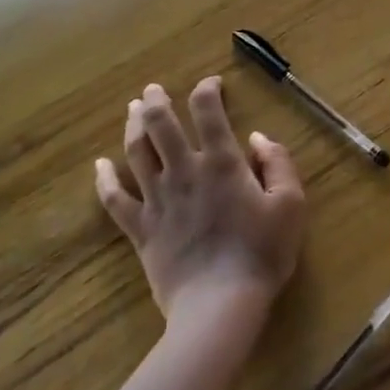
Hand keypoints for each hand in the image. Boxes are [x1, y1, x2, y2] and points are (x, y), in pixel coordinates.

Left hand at [94, 77, 306, 324]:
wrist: (220, 305)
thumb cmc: (261, 253)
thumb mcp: (290, 204)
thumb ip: (278, 163)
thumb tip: (257, 138)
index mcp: (222, 163)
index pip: (208, 112)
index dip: (207, 90)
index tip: (211, 84)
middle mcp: (185, 172)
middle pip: (162, 126)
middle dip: (157, 102)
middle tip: (152, 90)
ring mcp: (158, 200)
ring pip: (137, 153)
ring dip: (133, 126)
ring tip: (132, 109)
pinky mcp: (141, 229)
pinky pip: (115, 200)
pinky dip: (105, 180)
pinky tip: (99, 166)